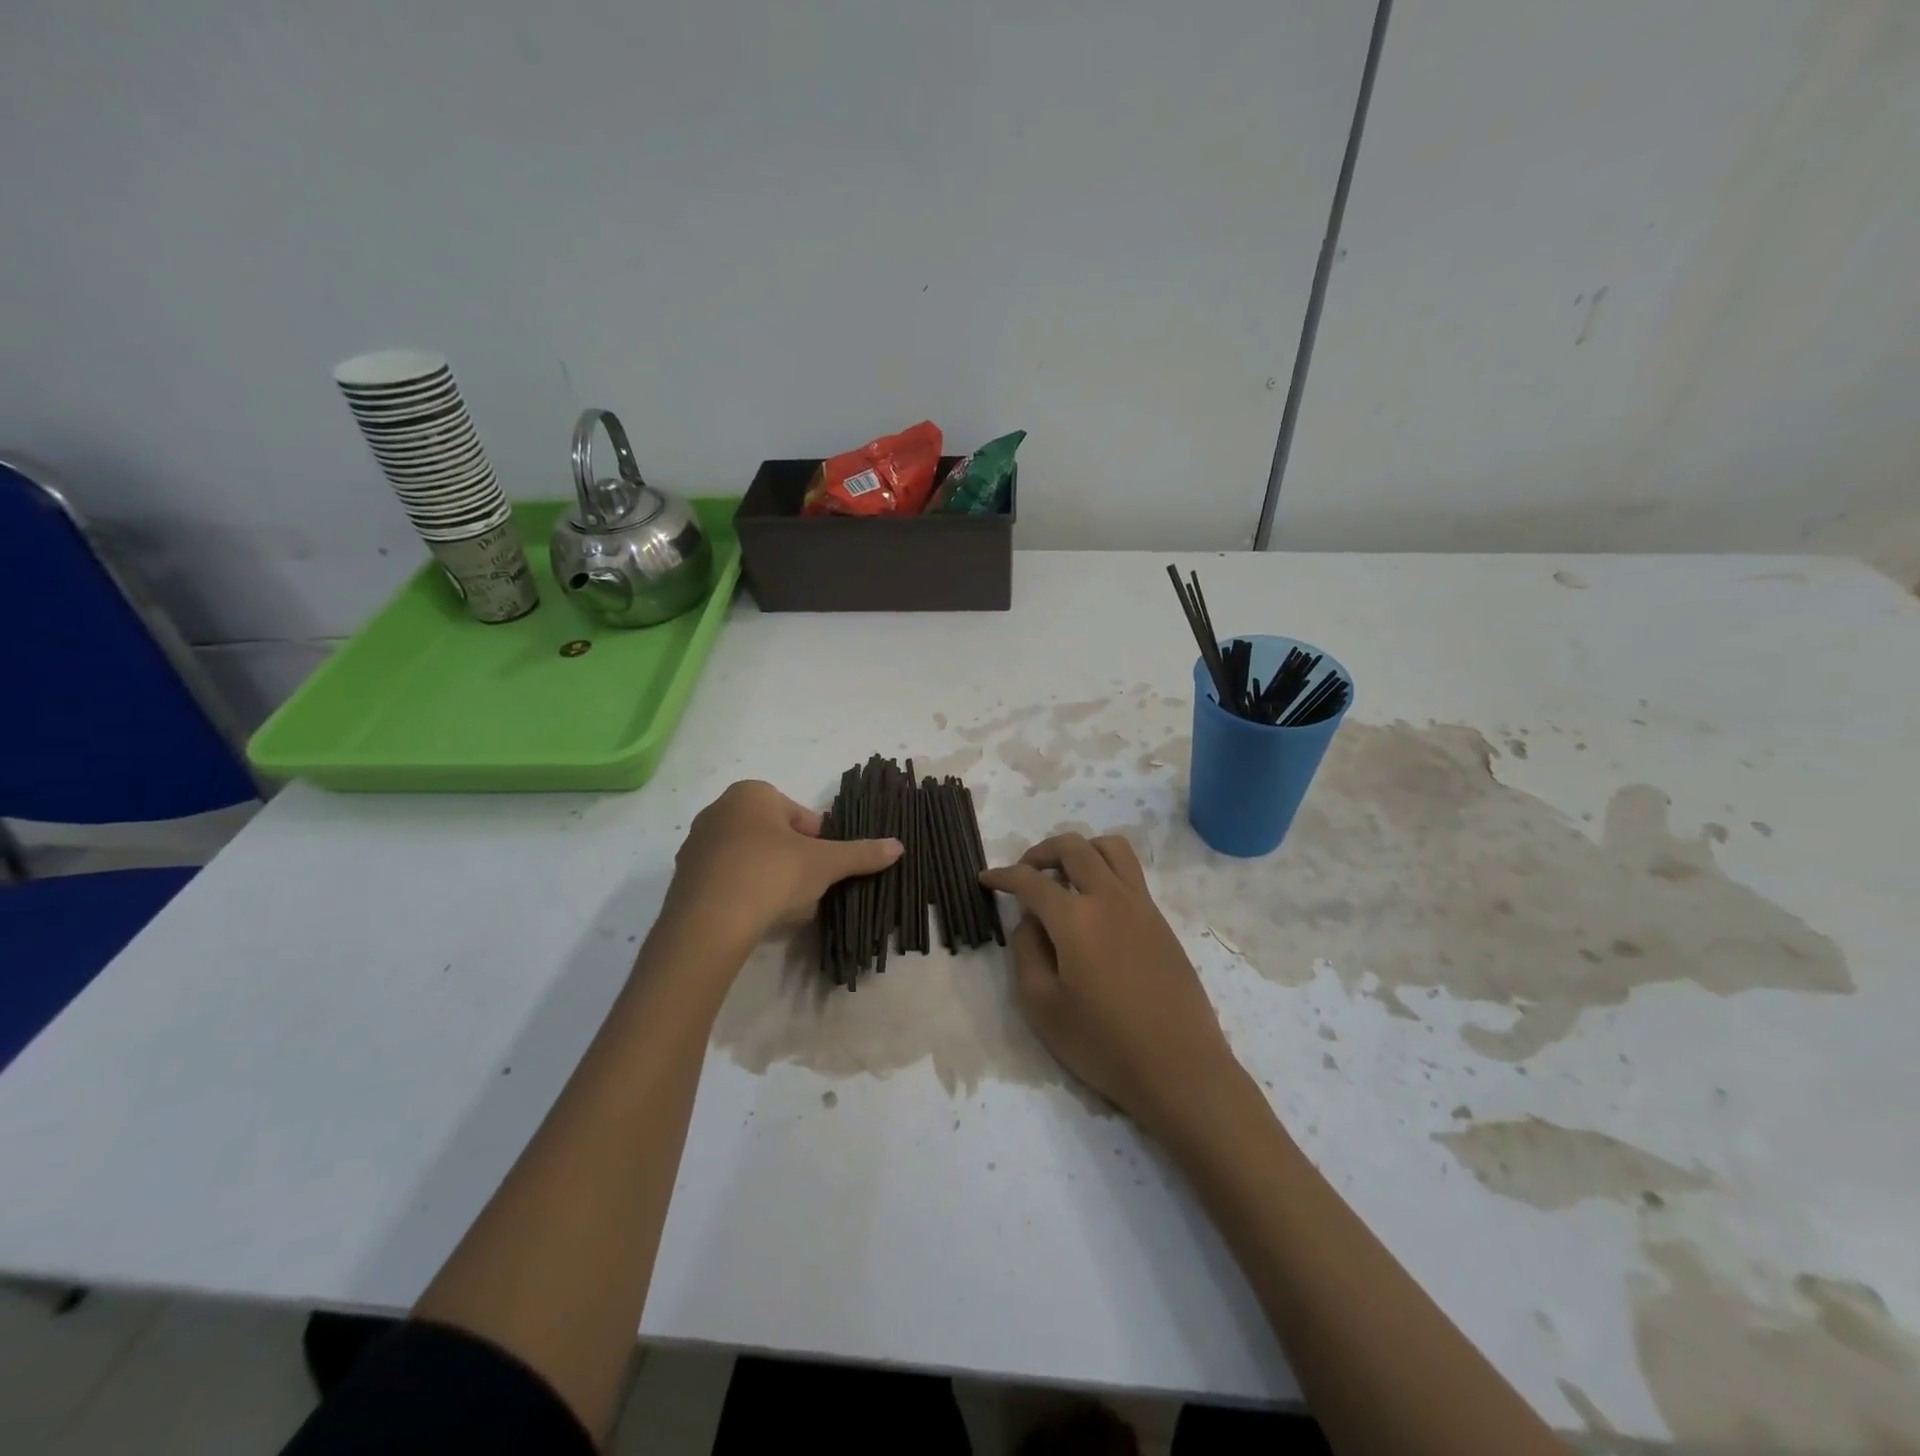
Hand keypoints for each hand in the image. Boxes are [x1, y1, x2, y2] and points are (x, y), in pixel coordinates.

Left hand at [663, 781, 901, 952]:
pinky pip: (728, 881)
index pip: (800, 816)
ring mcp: (697, 844)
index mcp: (752, 793)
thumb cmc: (771, 874)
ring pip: (752, 860)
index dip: (818, 844)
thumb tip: (899, 846)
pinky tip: (757, 919)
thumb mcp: (825, 863)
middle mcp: (719, 810)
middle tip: (807, 891)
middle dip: (795, 864)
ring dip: (772, 881)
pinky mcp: (685, 878)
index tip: (822, 869)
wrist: (708, 923)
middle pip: (775, 838)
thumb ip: (861, 853)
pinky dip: (746, 895)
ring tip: (784, 911)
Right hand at [981, 834, 1240, 1137]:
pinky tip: (1095, 908)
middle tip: (1025, 873)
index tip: (986, 879)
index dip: (1003, 876)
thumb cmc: (1104, 1044)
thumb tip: (1030, 921)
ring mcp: (1141, 906)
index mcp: (1075, 918)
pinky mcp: (1161, 922)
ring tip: (1064, 877)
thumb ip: (1026, 953)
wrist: (1180, 1069)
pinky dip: (1106, 871)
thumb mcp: (1042, 1006)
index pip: (1031, 880)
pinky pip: (1130, 874)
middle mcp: (1110, 898)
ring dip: (1081, 850)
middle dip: (1041, 851)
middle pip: (1073, 847)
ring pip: (1111, 848)